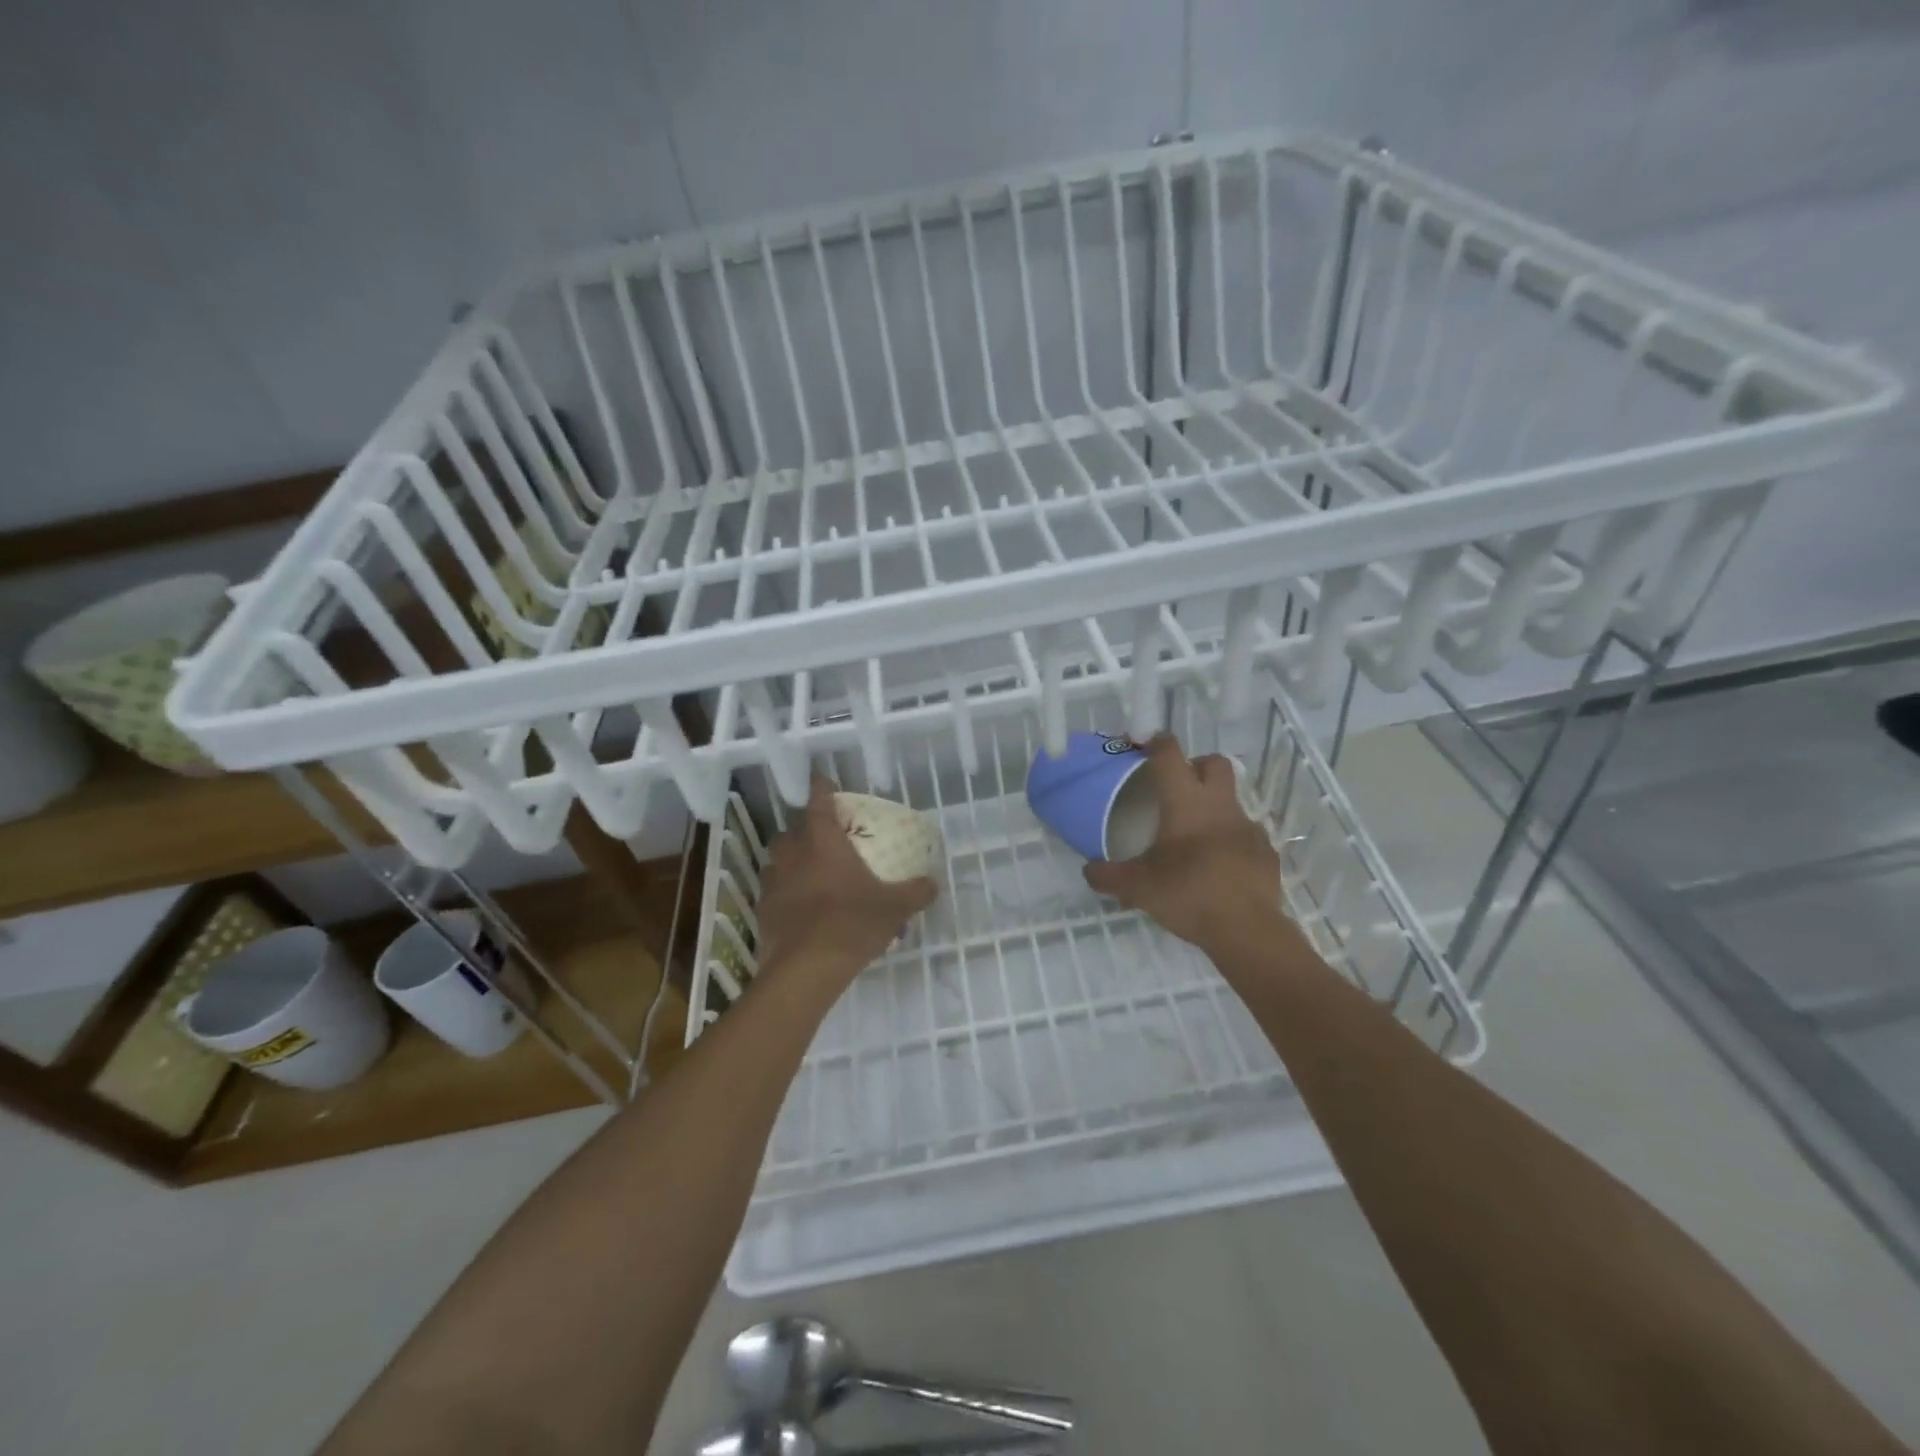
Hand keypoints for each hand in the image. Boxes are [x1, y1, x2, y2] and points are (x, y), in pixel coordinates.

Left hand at [756, 774, 937, 981]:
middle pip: (790, 832)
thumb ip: (916, 892)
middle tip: (821, 839)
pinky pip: (773, 893)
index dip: (820, 788)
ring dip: (790, 862)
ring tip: (809, 873)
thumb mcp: (894, 907)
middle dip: (802, 830)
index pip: (818, 803)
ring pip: (777, 861)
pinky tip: (800, 908)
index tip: (821, 780)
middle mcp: (794, 856)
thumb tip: (934, 884)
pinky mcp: (764, 912)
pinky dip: (784, 893)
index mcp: (823, 844)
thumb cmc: (852, 923)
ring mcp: (774, 884)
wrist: (806, 969)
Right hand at [1084, 735, 1289, 954]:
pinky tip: (1218, 865)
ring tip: (1194, 836)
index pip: (1170, 754)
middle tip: (1176, 786)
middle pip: (1214, 763)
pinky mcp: (1265, 852)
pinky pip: (1246, 835)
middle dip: (1196, 765)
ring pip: (1231, 800)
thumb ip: (1108, 876)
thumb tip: (1088, 870)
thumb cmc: (1187, 894)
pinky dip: (1231, 841)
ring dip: (1213, 807)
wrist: (1246, 929)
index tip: (1144, 746)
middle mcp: (1219, 805)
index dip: (1156, 743)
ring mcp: (1248, 828)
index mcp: (1185, 802)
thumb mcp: (1137, 887)